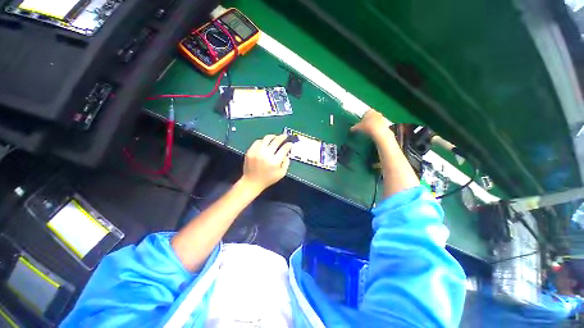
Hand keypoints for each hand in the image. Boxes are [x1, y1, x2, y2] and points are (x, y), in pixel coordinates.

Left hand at [241, 134, 291, 191]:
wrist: (251, 181)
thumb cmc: (268, 179)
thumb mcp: (281, 174)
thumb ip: (286, 163)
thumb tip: (287, 154)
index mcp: (275, 161)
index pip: (284, 149)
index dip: (288, 145)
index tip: (290, 143)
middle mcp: (266, 155)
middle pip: (276, 141)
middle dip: (282, 137)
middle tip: (284, 136)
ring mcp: (257, 152)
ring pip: (266, 138)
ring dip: (273, 136)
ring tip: (275, 137)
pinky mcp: (250, 151)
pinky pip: (258, 141)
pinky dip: (263, 141)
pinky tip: (265, 143)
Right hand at [350, 109, 392, 139]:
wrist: (379, 132)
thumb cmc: (367, 126)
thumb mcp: (358, 127)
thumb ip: (354, 127)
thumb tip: (351, 129)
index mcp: (369, 111)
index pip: (365, 113)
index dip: (362, 118)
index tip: (361, 123)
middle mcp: (376, 112)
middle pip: (371, 116)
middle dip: (368, 121)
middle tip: (364, 127)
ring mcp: (382, 117)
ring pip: (376, 120)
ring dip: (373, 124)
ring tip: (369, 131)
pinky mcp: (386, 123)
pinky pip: (380, 125)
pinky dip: (377, 128)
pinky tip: (374, 133)